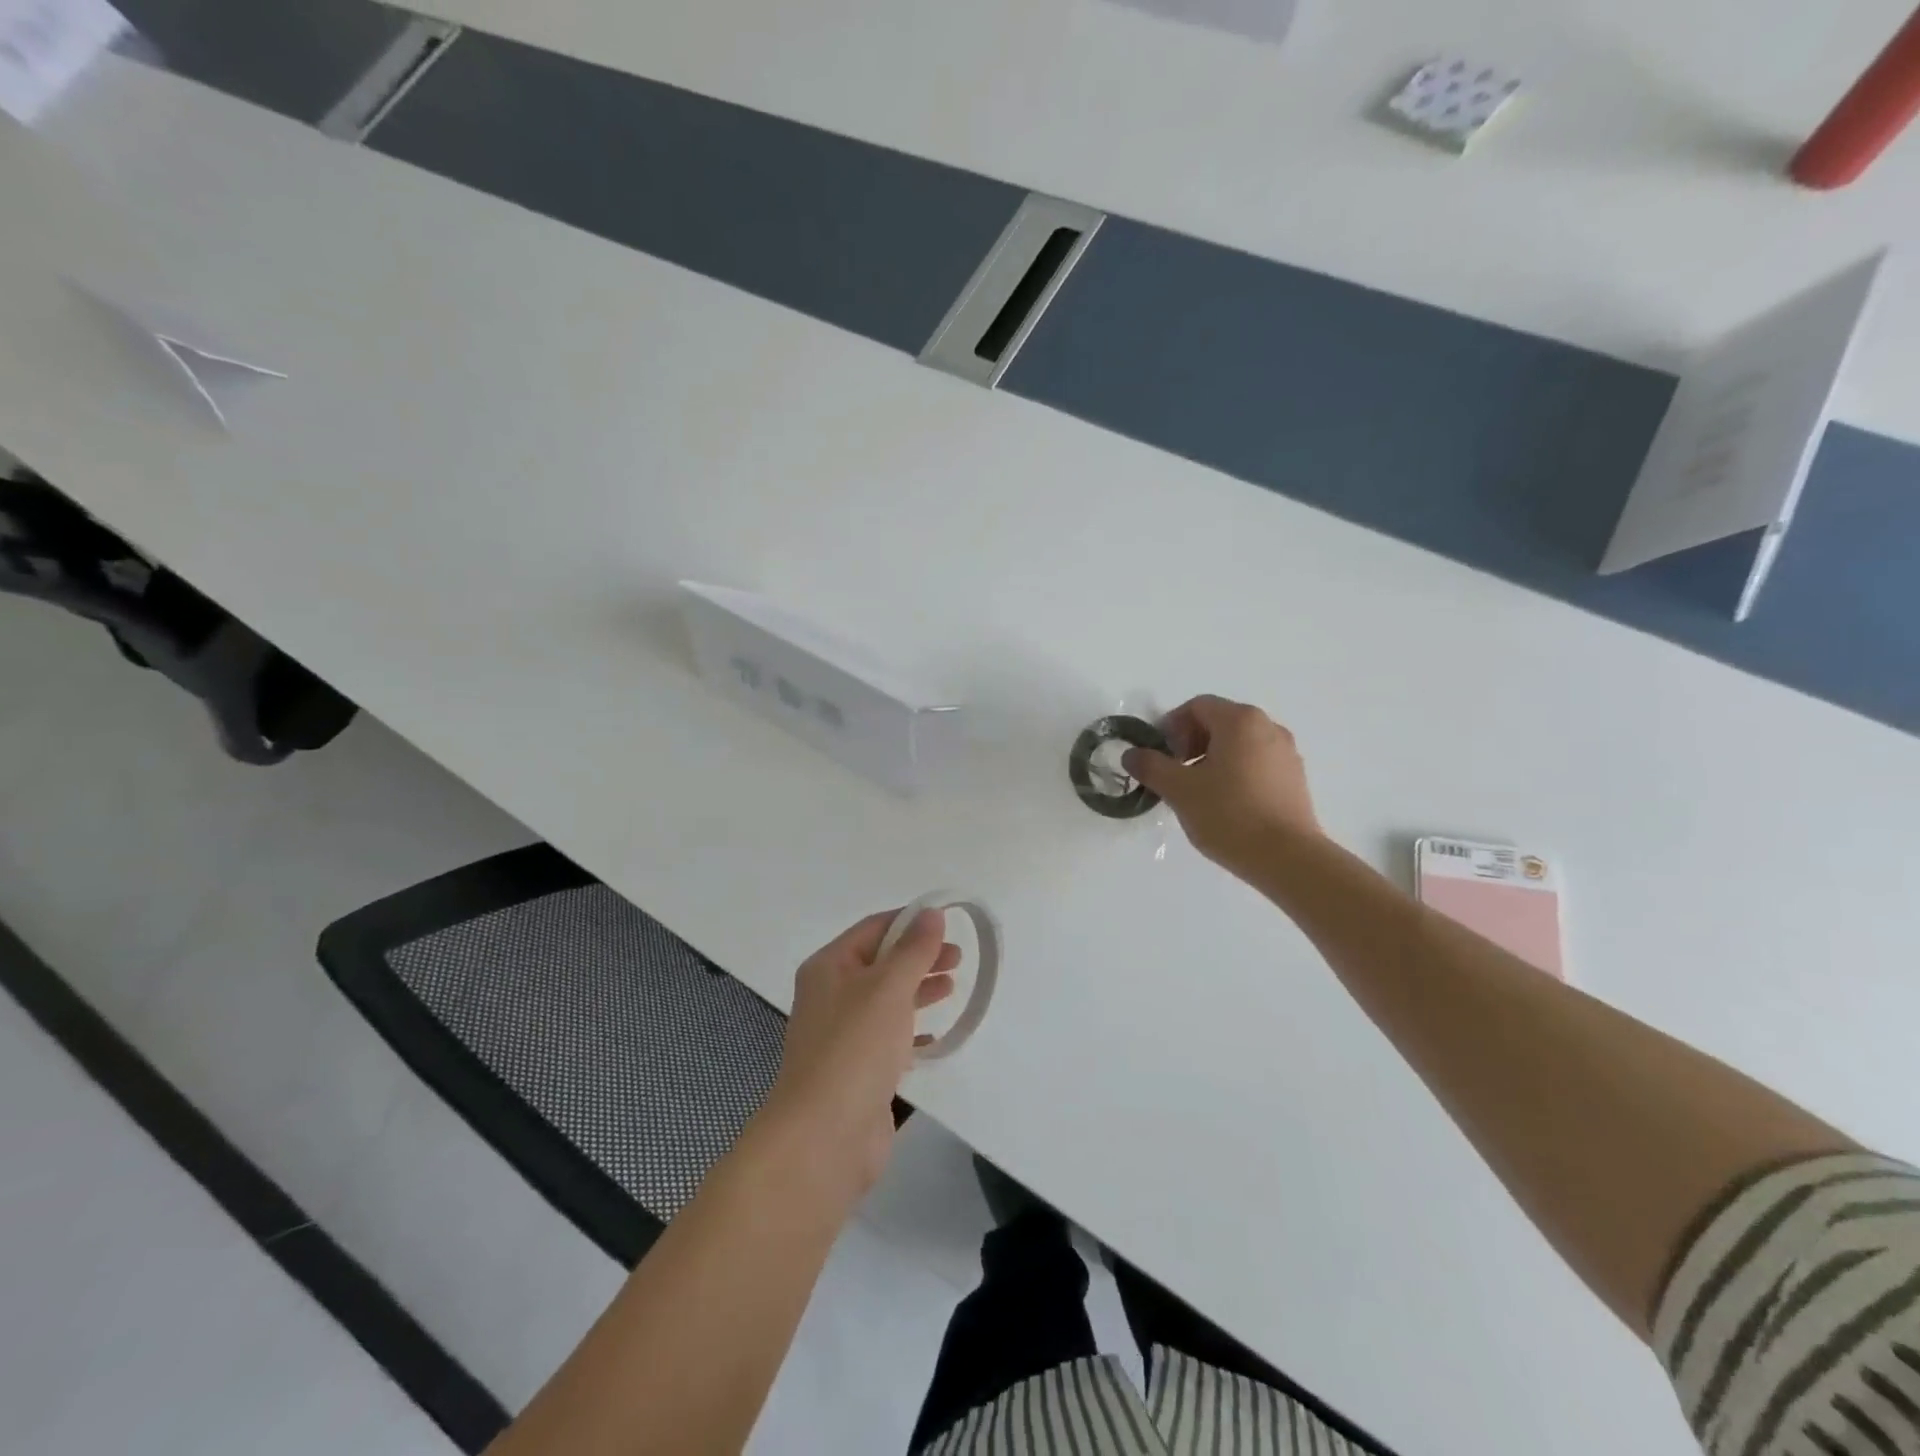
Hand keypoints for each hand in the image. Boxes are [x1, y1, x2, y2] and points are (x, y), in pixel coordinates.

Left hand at [757, 909, 958, 1197]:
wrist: (825, 1136)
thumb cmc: (855, 1048)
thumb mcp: (889, 987)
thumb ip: (914, 949)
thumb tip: (931, 913)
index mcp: (829, 967)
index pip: (873, 928)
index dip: (910, 922)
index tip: (949, 923)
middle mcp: (831, 995)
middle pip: (881, 963)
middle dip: (919, 956)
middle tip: (958, 959)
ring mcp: (842, 1035)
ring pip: (886, 1000)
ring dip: (918, 989)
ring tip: (952, 987)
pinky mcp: (856, 1070)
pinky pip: (888, 1038)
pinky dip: (911, 1030)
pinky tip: (934, 1036)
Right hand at [1123, 695, 1321, 880]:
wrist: (1287, 858)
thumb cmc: (1229, 814)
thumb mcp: (1179, 790)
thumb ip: (1151, 766)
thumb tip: (1131, 754)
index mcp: (1240, 720)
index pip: (1197, 707)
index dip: (1170, 727)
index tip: (1159, 756)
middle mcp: (1268, 727)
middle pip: (1219, 722)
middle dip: (1190, 743)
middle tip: (1174, 773)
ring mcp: (1286, 753)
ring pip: (1238, 744)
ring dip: (1211, 759)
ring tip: (1197, 792)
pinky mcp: (1295, 779)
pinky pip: (1256, 763)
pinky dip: (1235, 772)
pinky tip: (1224, 804)